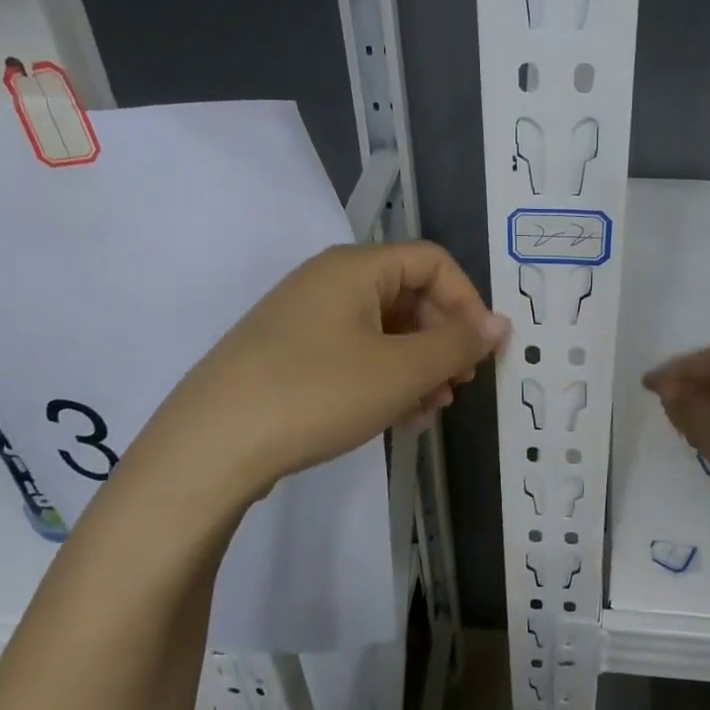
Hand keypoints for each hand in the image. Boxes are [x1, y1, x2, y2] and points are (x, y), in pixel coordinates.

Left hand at [123, 242, 507, 506]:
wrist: (209, 447)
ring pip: (381, 330)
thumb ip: (456, 343)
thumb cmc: (317, 393)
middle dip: (442, 339)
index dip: (467, 301)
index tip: (481, 351)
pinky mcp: (287, 356)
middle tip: (459, 384)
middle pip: (407, 294)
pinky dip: (383, 378)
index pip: (432, 262)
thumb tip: (499, 324)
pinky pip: (352, 354)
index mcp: (355, 268)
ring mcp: (303, 320)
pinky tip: (395, 417)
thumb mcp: (400, 370)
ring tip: (431, 408)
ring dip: (416, 365)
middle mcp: (328, 282)